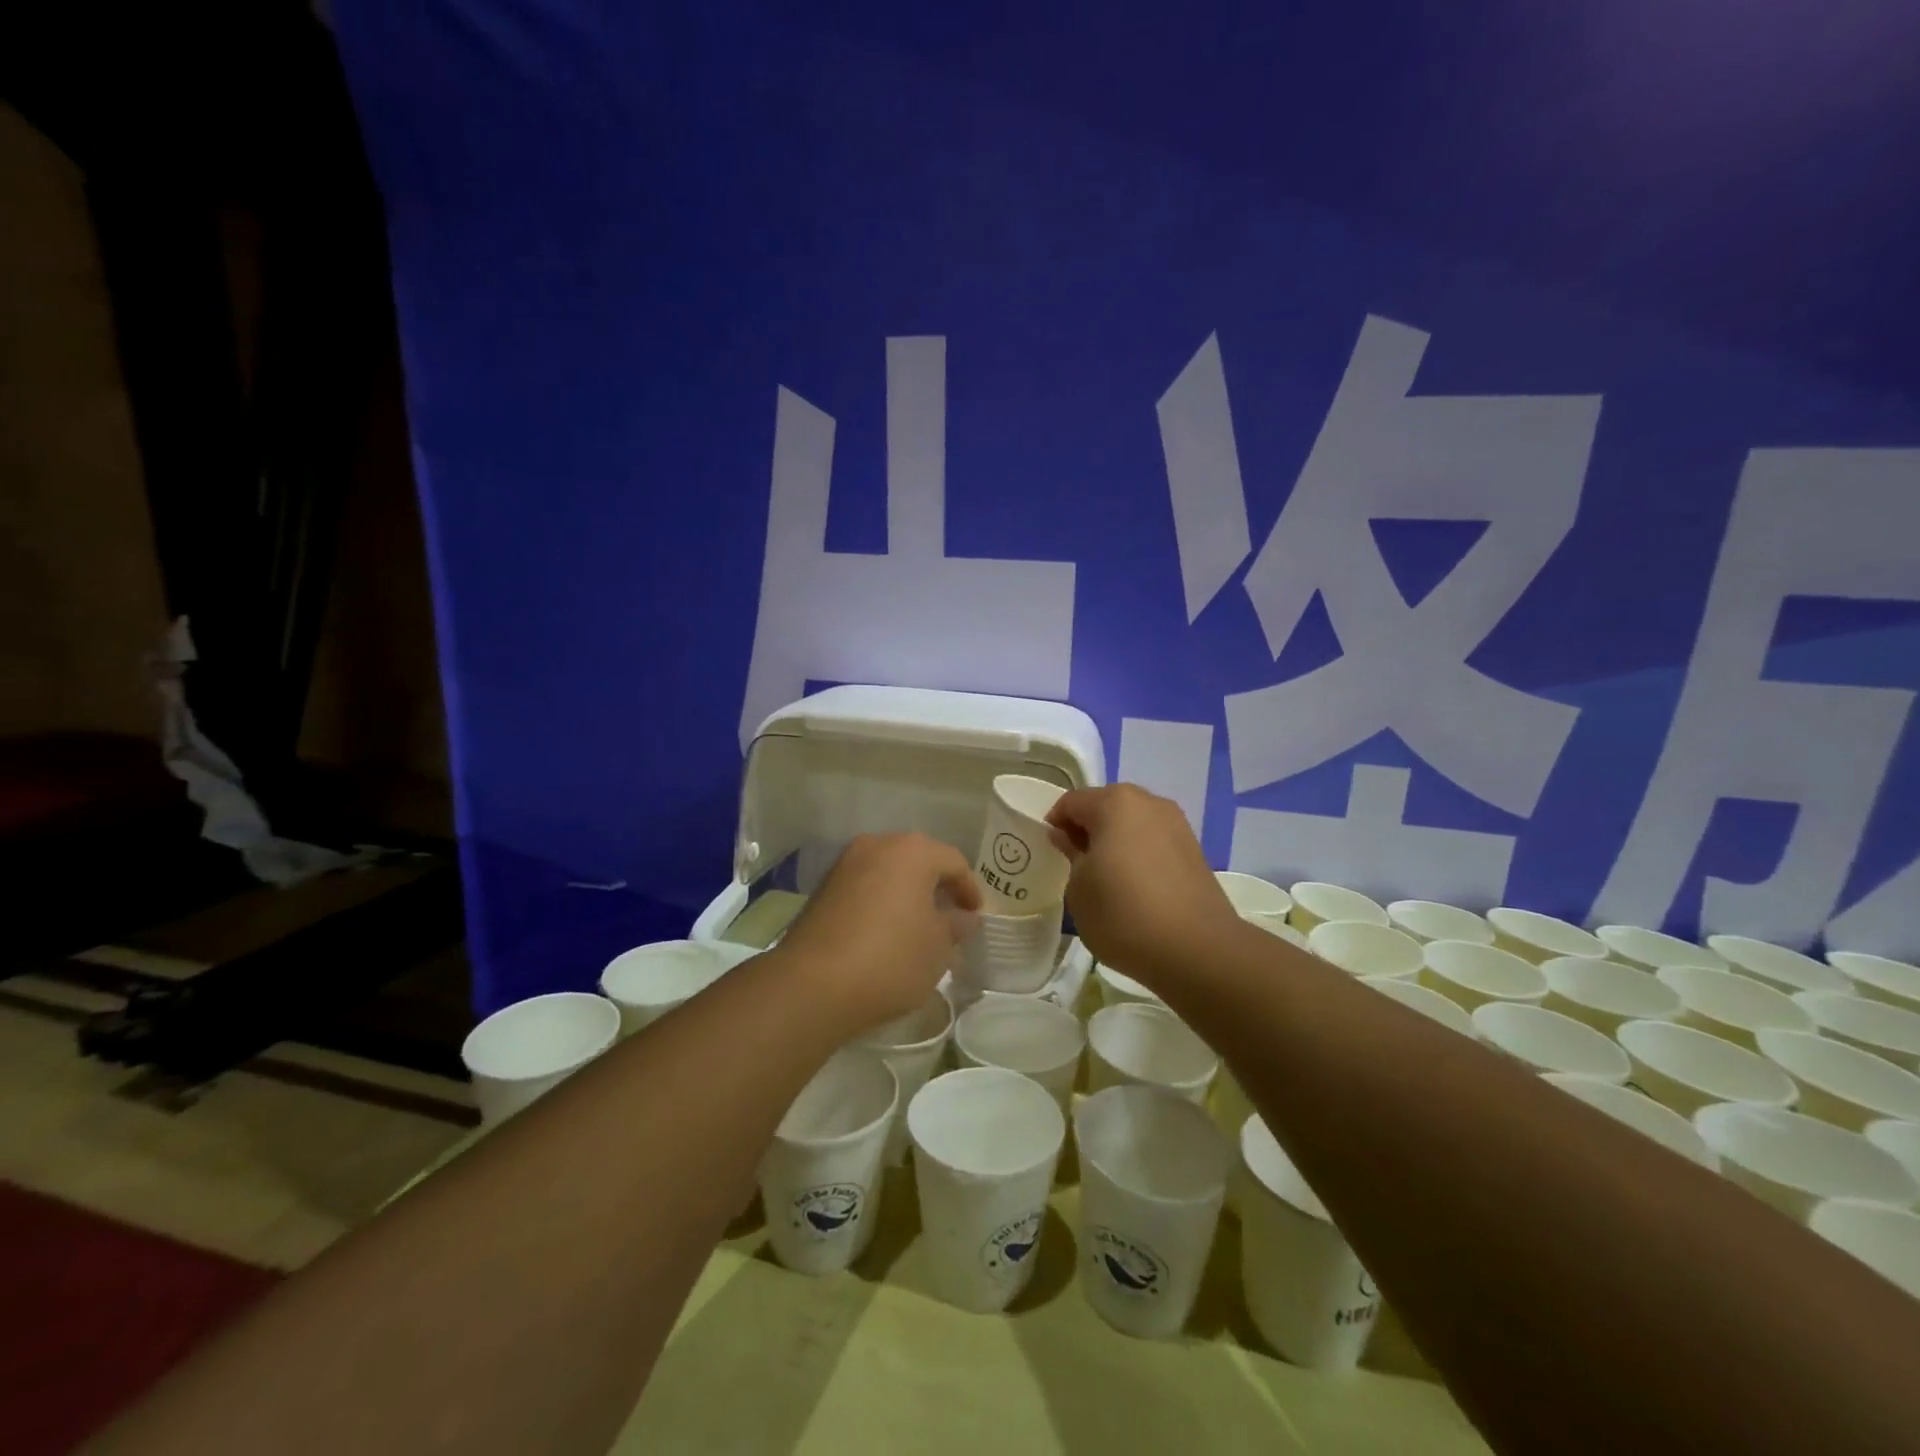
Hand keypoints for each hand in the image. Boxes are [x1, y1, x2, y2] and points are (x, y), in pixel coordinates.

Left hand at [775, 832, 980, 1036]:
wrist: (812, 985)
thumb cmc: (891, 959)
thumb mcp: (938, 948)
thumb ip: (956, 926)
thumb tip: (963, 918)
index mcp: (913, 851)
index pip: (954, 862)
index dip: (969, 890)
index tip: (975, 917)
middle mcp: (877, 845)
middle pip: (918, 861)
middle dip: (936, 888)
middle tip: (950, 920)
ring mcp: (845, 864)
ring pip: (888, 873)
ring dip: (906, 895)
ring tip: (918, 929)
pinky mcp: (822, 887)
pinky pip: (864, 887)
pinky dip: (880, 903)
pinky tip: (885, 933)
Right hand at [1047, 784, 1238, 983]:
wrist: (1197, 950)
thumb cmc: (1123, 914)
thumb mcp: (1078, 888)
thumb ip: (1070, 855)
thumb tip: (1069, 838)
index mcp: (1114, 802)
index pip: (1071, 802)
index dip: (1055, 824)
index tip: (1050, 853)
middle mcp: (1149, 803)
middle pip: (1105, 806)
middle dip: (1087, 829)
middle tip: (1075, 864)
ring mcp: (1177, 825)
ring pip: (1132, 824)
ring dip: (1114, 842)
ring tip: (1106, 878)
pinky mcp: (1194, 850)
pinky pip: (1153, 842)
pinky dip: (1138, 855)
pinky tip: (1134, 888)